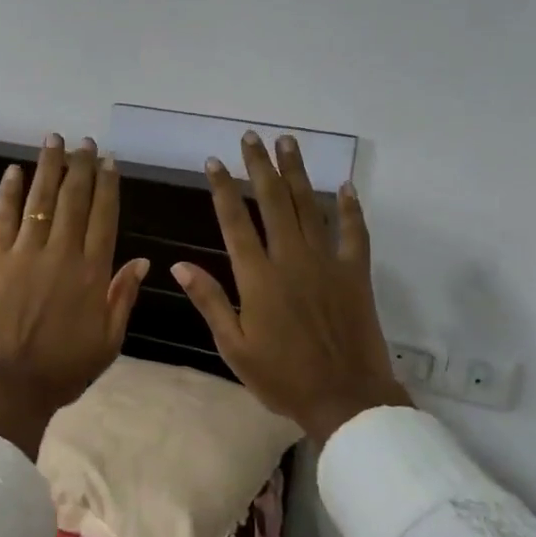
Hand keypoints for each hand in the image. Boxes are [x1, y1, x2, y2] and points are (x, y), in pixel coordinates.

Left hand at [0, 134, 150, 457]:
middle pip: (75, 200)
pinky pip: (3, 218)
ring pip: (41, 200)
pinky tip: (14, 170)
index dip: (108, 187)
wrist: (10, 385)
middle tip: (85, 142)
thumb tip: (144, 261)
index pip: (104, 218)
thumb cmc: (64, 369)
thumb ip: (123, 297)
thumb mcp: (109, 341)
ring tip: (55, 140)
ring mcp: (26, 254)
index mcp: (93, 274)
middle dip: (81, 167)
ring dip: (49, 168)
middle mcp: (62, 254)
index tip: (109, 162)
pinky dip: (9, 192)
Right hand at [172, 132, 409, 444]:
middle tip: (251, 137)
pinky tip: (345, 185)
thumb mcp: (234, 347)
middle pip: (273, 202)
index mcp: (257, 278)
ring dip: (296, 173)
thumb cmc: (282, 377)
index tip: (213, 161)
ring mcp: (327, 263)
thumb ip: (209, 301)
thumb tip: (180, 265)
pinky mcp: (355, 273)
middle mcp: (291, 260)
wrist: (345, 398)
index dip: (223, 189)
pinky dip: (350, 208)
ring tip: (287, 143)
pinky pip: (355, 233)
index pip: (235, 222)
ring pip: (309, 207)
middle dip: (259, 167)